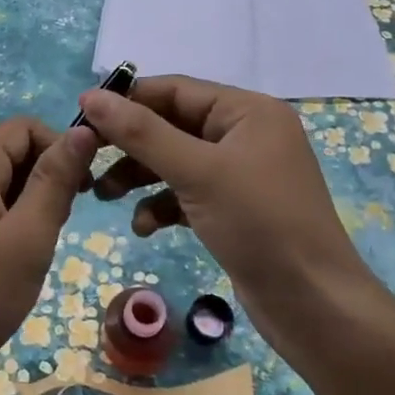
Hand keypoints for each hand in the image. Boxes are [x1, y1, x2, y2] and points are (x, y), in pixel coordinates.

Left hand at [0, 116, 98, 394]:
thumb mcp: (28, 239)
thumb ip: (55, 180)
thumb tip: (83, 130)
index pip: (23, 128)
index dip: (59, 149)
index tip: (82, 193)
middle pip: (6, 151)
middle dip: (41, 179)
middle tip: (54, 231)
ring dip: (23, 204)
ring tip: (30, 250)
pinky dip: (0, 220)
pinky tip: (4, 260)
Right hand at [79, 76, 381, 358]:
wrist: (313, 304)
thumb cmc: (259, 224)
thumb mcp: (196, 172)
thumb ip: (142, 132)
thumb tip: (91, 95)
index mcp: (248, 111)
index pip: (175, 90)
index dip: (127, 100)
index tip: (81, 115)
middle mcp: (246, 134)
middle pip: (173, 125)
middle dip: (131, 145)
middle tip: (87, 160)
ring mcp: (242, 173)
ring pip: (176, 161)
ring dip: (140, 177)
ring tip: (103, 196)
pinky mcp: (235, 208)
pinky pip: (188, 193)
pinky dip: (163, 205)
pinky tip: (145, 227)